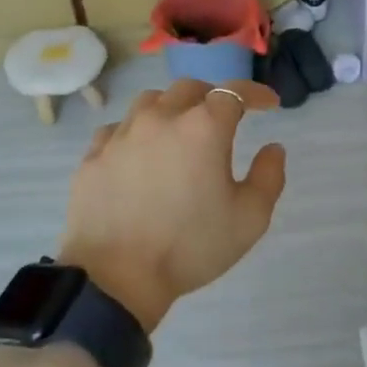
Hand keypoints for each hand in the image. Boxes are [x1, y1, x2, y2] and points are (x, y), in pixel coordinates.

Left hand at [59, 78, 286, 331]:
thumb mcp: (250, 219)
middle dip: (212, 97)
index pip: (234, 92)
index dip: (256, 93)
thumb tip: (273, 148)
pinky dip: (136, 133)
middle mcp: (161, 118)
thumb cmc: (190, 247)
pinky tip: (139, 154)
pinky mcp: (93, 156)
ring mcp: (122, 134)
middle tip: (222, 119)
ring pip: (150, 102)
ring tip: (178, 131)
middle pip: (189, 88)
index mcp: (203, 128)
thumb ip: (269, 177)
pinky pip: (117, 129)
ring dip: (171, 108)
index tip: (269, 103)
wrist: (116, 278)